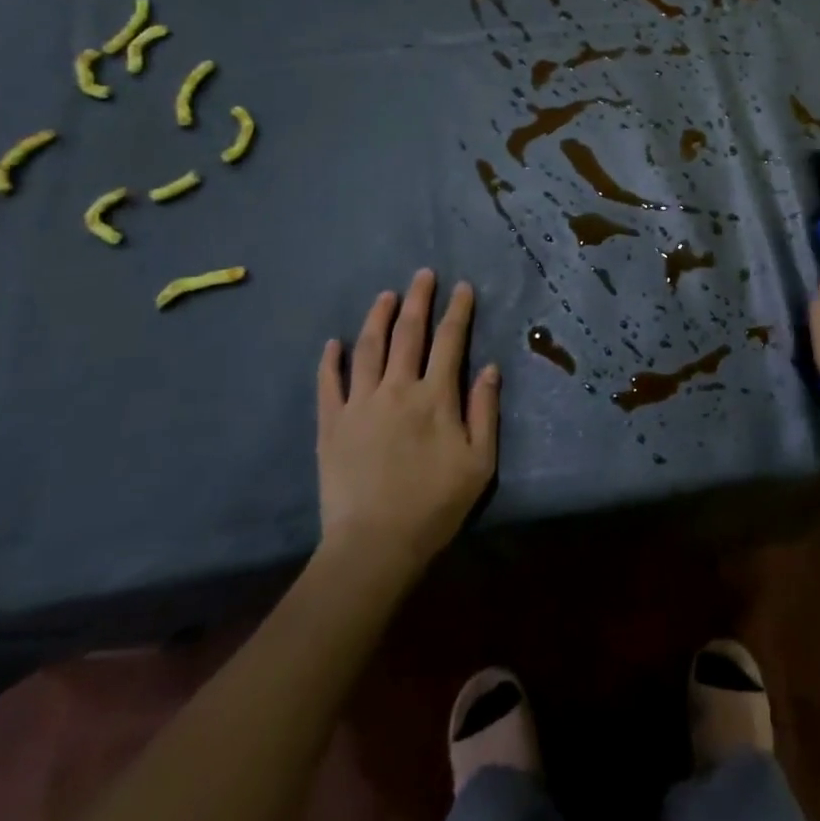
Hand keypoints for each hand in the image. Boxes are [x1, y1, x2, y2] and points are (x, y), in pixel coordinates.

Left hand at [316, 270, 499, 579]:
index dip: (458, 310)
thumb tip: (490, 368)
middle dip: (418, 299)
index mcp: (435, 396)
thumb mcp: (479, 462)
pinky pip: (328, 384)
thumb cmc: (435, 505)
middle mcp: (397, 389)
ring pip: (368, 348)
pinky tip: (334, 343)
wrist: (374, 546)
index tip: (462, 287)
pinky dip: (331, 360)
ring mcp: (360, 404)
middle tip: (423, 274)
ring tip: (386, 296)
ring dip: (378, 317)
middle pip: (408, 333)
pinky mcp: (331, 425)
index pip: (450, 340)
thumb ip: (485, 410)